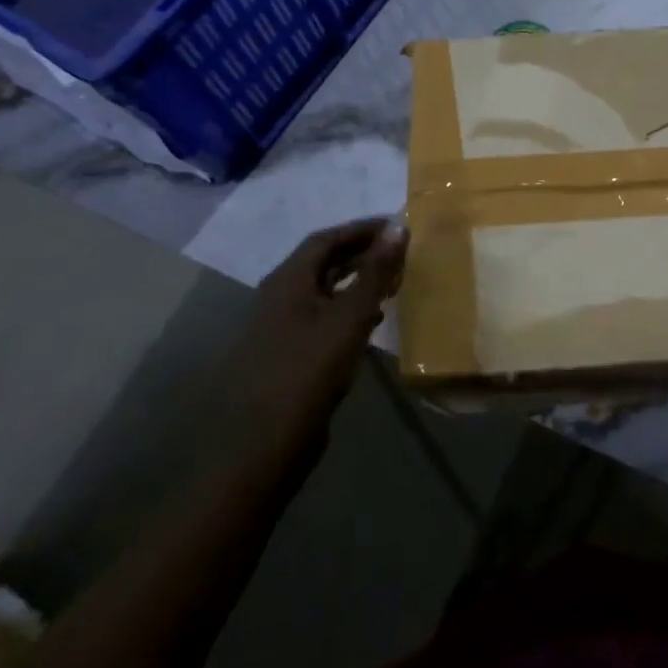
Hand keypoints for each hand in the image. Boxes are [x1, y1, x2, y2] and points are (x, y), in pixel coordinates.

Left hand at [229, 218, 407, 460]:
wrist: (266, 441)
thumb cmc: (309, 369)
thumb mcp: (350, 316)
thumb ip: (375, 272)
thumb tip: (399, 228)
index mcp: (289, 280)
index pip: (327, 238)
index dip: (362, 229)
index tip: (398, 227)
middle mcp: (282, 296)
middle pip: (324, 262)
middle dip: (362, 253)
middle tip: (401, 253)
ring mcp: (284, 326)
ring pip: (325, 290)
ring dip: (359, 281)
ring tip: (395, 282)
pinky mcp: (292, 352)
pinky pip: (325, 316)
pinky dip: (351, 308)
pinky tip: (374, 321)